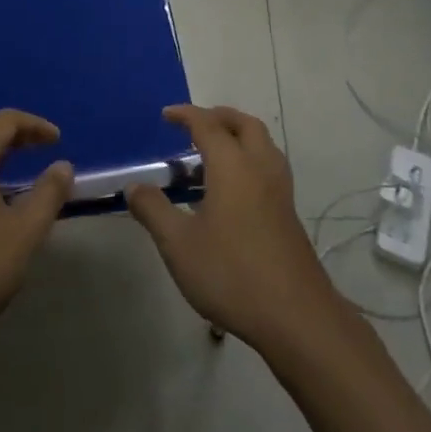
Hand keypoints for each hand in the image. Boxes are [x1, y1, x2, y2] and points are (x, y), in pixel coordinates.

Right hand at [126, 104, 342, 354]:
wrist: (296, 316)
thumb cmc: (231, 273)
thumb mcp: (179, 245)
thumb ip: (154, 210)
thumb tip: (134, 186)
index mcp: (233, 165)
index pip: (207, 125)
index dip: (185, 115)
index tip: (166, 115)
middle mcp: (260, 167)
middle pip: (244, 124)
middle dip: (218, 117)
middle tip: (194, 126)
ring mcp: (280, 190)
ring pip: (262, 144)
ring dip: (238, 136)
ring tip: (211, 154)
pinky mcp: (289, 213)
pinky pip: (268, 167)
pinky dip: (248, 160)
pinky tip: (231, 190)